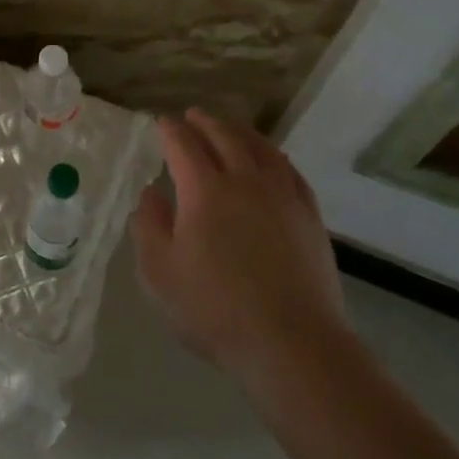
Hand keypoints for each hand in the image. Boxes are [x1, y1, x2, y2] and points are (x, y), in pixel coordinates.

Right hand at [133, 108, 348, 384]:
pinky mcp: (309, 215)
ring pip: (261, 148)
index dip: (170, 130)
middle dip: (205, 122)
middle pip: (225, 136)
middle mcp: (246, 181)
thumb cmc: (214, 309)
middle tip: (192, 116)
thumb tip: (151, 194)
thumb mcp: (159, 273)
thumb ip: (149, 226)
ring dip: (240, 131)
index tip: (161, 123)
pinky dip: (273, 155)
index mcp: (205, 191)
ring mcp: (283, 196)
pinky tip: (270, 161)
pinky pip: (289, 170)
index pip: (184, 145)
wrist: (291, 342)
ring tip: (228, 128)